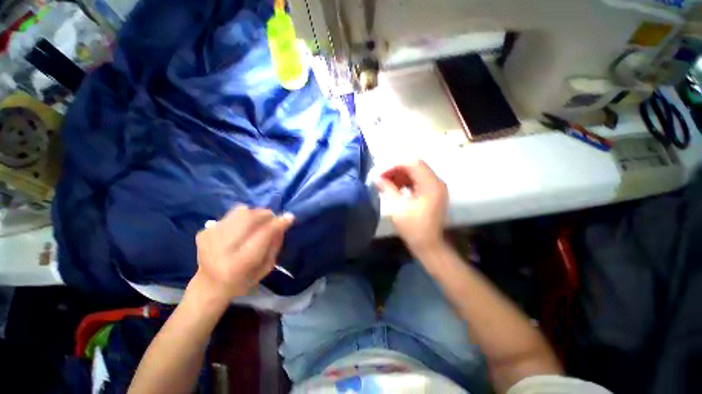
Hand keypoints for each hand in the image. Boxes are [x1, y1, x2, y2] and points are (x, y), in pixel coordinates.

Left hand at [192, 206, 294, 303]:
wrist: (209, 285)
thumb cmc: (243, 280)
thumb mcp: (266, 267)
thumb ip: (275, 244)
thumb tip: (282, 223)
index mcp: (239, 264)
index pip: (262, 236)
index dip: (277, 224)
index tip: (289, 217)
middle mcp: (221, 249)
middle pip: (248, 219)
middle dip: (265, 214)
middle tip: (272, 217)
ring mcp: (209, 238)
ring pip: (239, 213)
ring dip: (254, 214)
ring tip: (257, 221)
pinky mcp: (203, 232)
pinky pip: (229, 215)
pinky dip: (240, 218)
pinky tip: (240, 230)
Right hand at [375, 160, 447, 252]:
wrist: (428, 245)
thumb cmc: (413, 228)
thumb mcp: (397, 207)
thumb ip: (387, 188)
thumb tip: (376, 177)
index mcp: (431, 184)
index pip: (412, 162)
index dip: (393, 164)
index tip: (379, 172)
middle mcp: (436, 181)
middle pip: (414, 164)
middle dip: (395, 168)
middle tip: (380, 175)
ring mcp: (435, 186)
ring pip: (414, 171)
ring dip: (398, 174)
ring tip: (384, 180)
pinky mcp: (431, 191)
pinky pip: (416, 179)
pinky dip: (404, 180)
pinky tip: (393, 186)